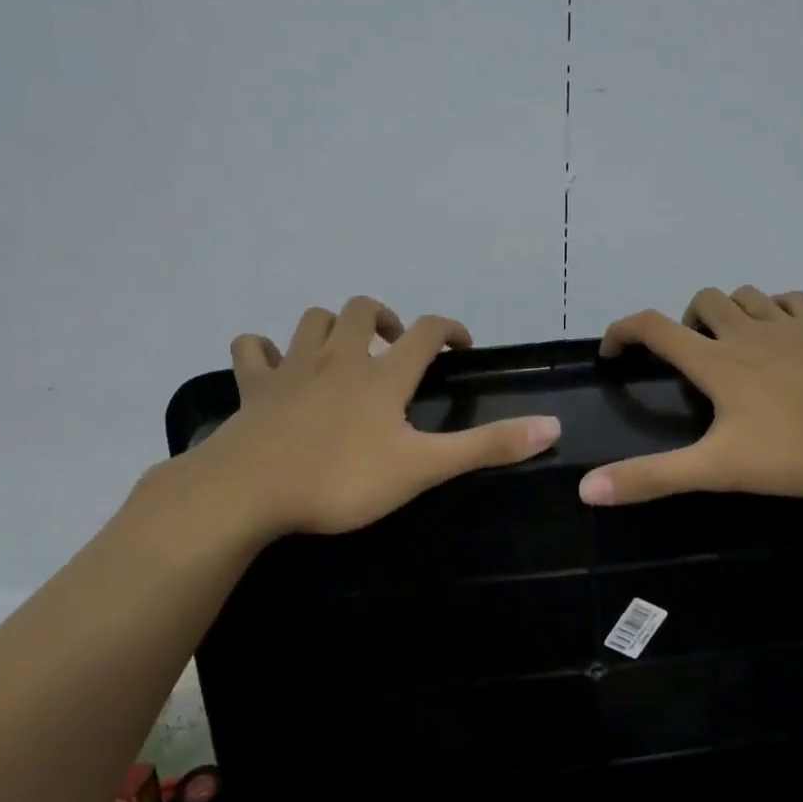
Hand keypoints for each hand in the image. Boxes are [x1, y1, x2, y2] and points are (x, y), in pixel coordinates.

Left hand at [131, 297, 561, 548]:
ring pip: (312, 320)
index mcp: (382, 375)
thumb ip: (486, 446)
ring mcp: (291, 368)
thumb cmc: (341, 479)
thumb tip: (553, 426)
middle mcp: (338, 358)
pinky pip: (251, 349)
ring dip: (331, 326)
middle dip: (384, 318)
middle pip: (362, 310)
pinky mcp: (252, 387)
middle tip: (395, 347)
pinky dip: (263, 349)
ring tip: (343, 350)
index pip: (426, 332)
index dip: (449, 330)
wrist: (249, 491)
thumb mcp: (422, 468)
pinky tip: (272, 363)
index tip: (460, 347)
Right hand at [577, 287, 802, 505]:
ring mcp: (790, 327)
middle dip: (683, 322)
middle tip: (688, 361)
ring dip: (727, 311)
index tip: (612, 353)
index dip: (622, 332)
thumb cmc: (799, 448)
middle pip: (701, 301)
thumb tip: (587, 489)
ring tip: (730, 345)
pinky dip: (774, 309)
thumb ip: (653, 477)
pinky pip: (791, 301)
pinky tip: (780, 334)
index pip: (652, 327)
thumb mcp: (719, 469)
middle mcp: (746, 332)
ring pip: (745, 294)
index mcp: (715, 361)